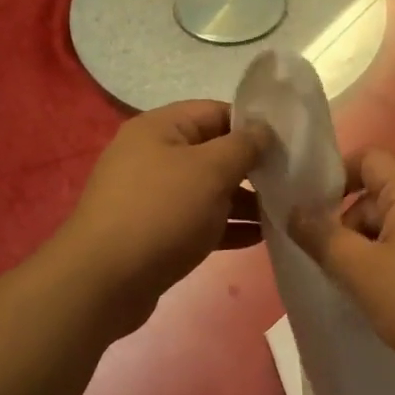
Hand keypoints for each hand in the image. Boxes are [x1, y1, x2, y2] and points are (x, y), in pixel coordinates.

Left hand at [54, 101, 266, 330]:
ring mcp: (152, 196)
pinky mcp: (154, 232)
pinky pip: (197, 221)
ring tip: (282, 213)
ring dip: (243, 201)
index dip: (253, 126)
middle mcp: (152, 156)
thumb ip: (244, 146)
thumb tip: (265, 131)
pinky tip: (259, 238)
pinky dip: (226, 226)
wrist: (104, 282)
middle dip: (251, 167)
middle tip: (290, 182)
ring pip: (207, 190)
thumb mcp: (210, 170)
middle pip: (212, 152)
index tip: (288, 146)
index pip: (216, 112)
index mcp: (159, 128)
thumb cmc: (161, 212)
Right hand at [288, 149, 394, 394]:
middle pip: (378, 194)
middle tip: (330, 265)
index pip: (366, 159)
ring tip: (358, 288)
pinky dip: (394, 262)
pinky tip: (388, 297)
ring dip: (369, 249)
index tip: (309, 214)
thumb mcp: (361, 272)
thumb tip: (294, 211)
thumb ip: (322, 237)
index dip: (333, 178)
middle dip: (348, 225)